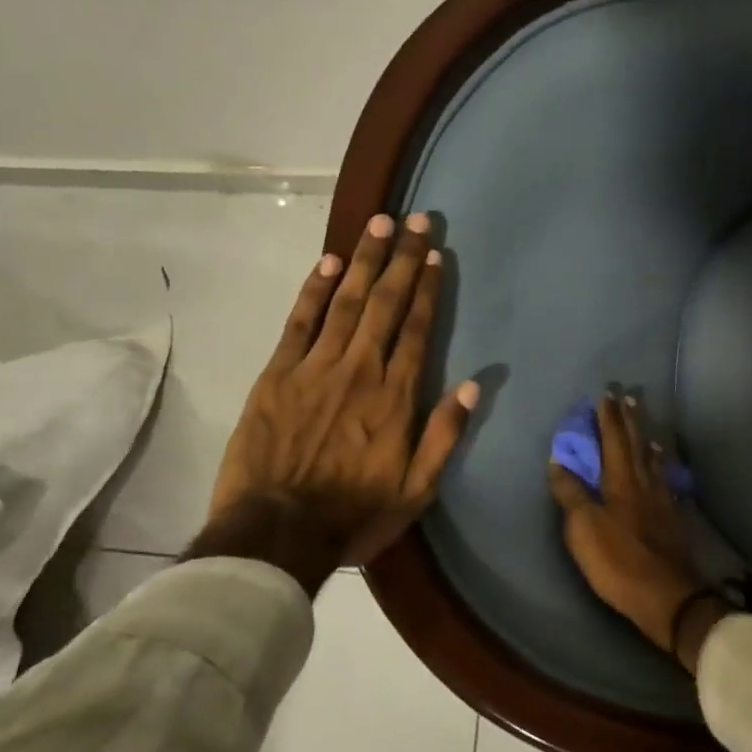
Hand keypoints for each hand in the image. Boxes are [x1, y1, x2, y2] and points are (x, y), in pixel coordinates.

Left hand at [194, 212, 478, 586]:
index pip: (417, 329)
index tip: (435, 254)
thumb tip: (475, 385)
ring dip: (364, 260)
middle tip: (415, 219)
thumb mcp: (417, 489)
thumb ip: (445, 434)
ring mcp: (315, 368)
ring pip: (346, 302)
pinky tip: (328, 263)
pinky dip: (314, 291)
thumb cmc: (354, 513)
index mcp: (395, 396)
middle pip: (385, 303)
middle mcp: (360, 369)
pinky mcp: (277, 374)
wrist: (276, 532)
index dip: (428, 288)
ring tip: (379, 224)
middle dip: (402, 258)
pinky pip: (300, 322)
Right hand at [548, 394, 726, 672]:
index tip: (606, 394)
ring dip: (647, 438)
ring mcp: (662, 499)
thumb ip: (571, 492)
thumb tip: (559, 459)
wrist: (666, 594)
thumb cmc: (617, 560)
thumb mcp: (583, 528)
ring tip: (645, 425)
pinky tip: (662, 468)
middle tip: (628, 396)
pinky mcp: (672, 518)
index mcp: (621, 480)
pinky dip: (661, 466)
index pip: (614, 439)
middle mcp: (644, 482)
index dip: (609, 417)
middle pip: (637, 443)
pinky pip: (665, 480)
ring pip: (654, 460)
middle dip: (629, 419)